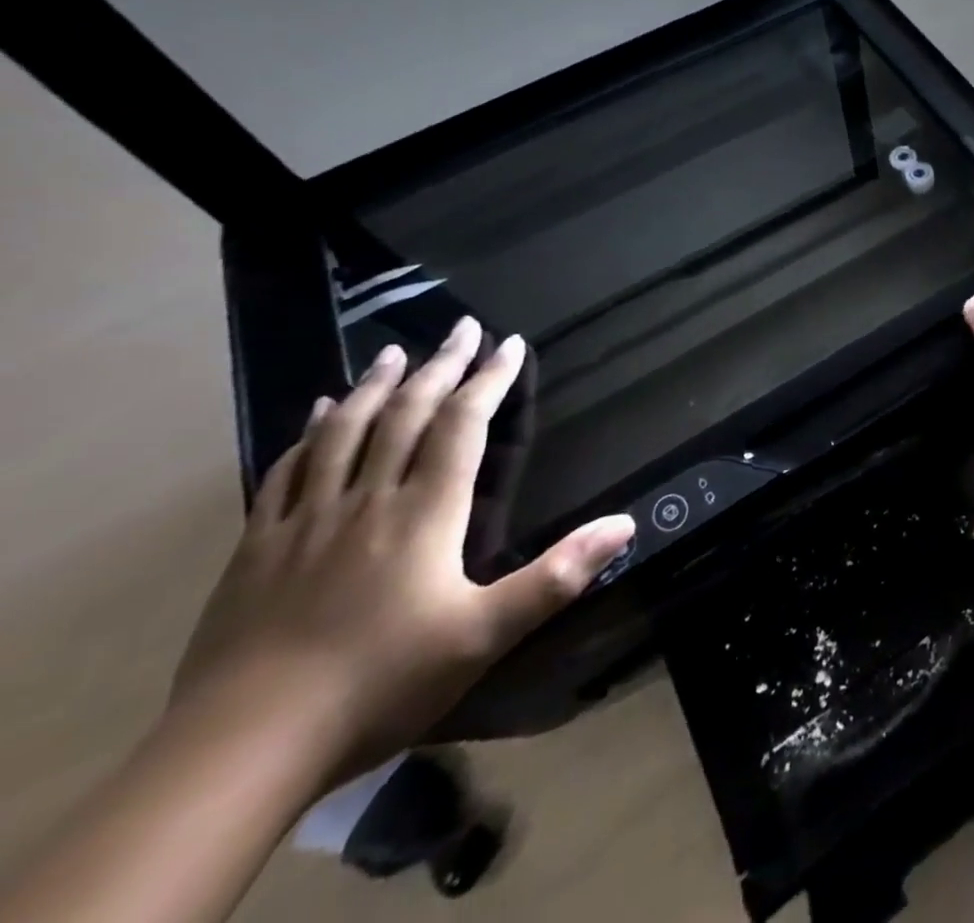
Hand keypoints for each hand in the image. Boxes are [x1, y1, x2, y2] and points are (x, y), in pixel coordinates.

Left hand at [171, 318, 635, 784]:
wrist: (241, 751)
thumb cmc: (381, 684)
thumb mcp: (486, 634)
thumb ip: (558, 575)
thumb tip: (625, 524)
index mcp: (425, 513)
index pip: (462, 425)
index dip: (489, 380)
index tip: (509, 343)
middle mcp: (368, 500)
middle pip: (406, 415)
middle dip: (439, 367)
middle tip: (460, 328)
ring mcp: (307, 521)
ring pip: (343, 432)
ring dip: (374, 386)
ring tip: (394, 353)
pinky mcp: (257, 549)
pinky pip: (286, 473)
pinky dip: (307, 434)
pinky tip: (315, 414)